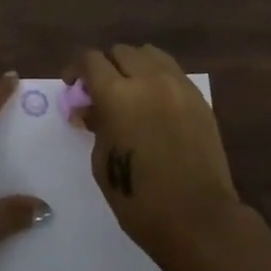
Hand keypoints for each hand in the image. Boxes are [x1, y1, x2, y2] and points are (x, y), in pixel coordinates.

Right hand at [67, 44, 242, 262]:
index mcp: (118, 95)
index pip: (91, 61)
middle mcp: (149, 80)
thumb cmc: (139, 199)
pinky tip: (154, 102)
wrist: (198, 218)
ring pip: (149, 54)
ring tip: (129, 90)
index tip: (73, 85)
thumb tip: (89, 108)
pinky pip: (172, 72)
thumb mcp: (102, 162)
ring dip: (133, 65)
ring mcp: (178, 86)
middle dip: (105, 66)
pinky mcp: (198, 98)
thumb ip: (96, 125)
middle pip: (121, 52)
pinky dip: (157, 77)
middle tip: (100, 91)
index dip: (76, 69)